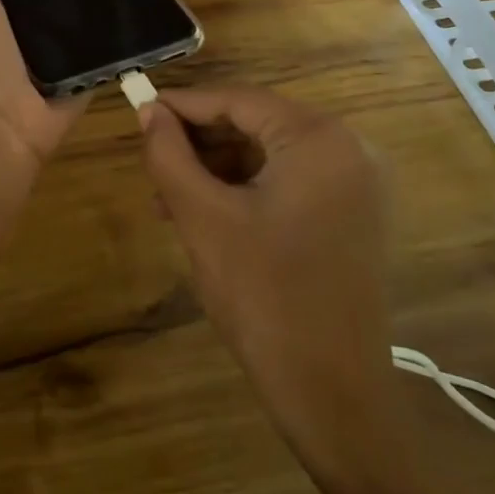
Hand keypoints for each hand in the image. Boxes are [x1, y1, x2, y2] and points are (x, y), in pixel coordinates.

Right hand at [138, 87, 402, 483]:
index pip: (238, 99)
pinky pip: (289, 182)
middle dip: (199, 143)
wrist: (333, 394)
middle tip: (151, 162)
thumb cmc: (264, 297)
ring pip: (269, 155)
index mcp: (319, 139)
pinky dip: (245, 191)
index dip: (183, 104)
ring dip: (217, 170)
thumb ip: (169, 155)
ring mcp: (356, 184)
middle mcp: (348, 148)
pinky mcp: (353, 214)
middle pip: (256, 124)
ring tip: (168, 200)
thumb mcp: (203, 218)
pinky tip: (205, 215)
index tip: (138, 110)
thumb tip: (148, 111)